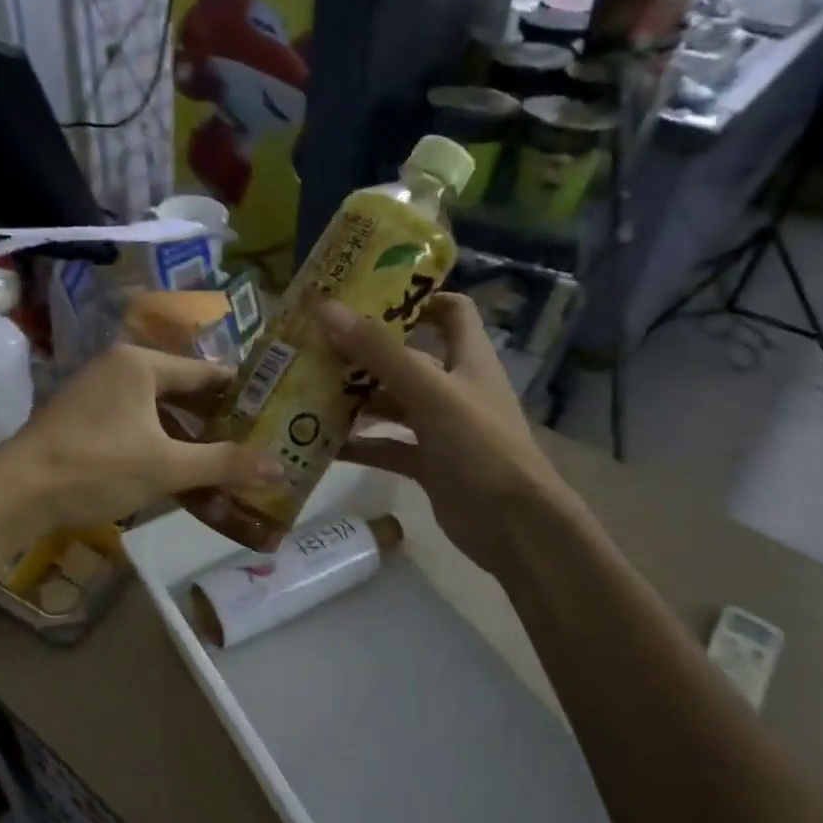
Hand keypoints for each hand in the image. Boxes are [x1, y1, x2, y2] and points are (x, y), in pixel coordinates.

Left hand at [0, 344, 282, 532]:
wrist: (18, 492)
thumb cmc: (96, 467)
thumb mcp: (166, 467)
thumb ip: (224, 464)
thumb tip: (280, 466)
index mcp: (140, 364)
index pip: (205, 373)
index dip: (241, 394)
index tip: (273, 412)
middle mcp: (119, 368)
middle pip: (182, 391)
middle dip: (216, 419)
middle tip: (255, 441)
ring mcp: (97, 393)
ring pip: (158, 411)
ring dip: (188, 435)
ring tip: (225, 460)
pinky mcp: (83, 419)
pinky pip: (136, 425)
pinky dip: (160, 444)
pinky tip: (179, 470)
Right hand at [317, 294, 580, 577]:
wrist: (514, 526)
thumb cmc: (480, 447)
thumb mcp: (430, 392)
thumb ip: (379, 353)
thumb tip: (327, 309)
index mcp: (467, 358)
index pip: (450, 311)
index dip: (416, 297)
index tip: (368, 295)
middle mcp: (454, 387)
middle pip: (406, 358)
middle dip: (365, 352)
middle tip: (316, 345)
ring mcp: (440, 428)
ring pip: (391, 404)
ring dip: (355, 399)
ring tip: (308, 390)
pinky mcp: (427, 464)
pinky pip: (387, 447)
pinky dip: (359, 444)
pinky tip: (321, 444)